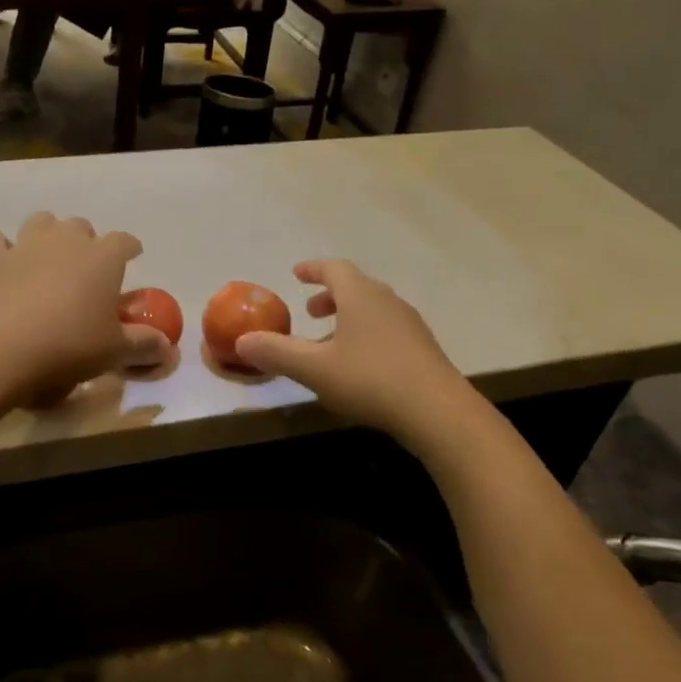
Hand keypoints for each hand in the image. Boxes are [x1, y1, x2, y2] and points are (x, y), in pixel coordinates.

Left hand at [0, 213, 170, 404]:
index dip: (129, 248)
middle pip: (81, 226)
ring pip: (41, 221)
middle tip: (86, 270)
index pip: (124, 241)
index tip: (132, 257)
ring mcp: (26, 245)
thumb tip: (167, 347)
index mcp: (103, 257)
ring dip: (47, 233)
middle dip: (86, 241)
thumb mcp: (116, 351)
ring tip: (47, 257)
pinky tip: (0, 259)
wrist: (7, 348)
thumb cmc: (72, 345)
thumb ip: (144, 345)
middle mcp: (66, 240)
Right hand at [234, 260, 463, 437]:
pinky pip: (387, 330)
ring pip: (373, 310)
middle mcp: (387, 302)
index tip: (296, 273)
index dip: (313, 269)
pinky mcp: (423, 349)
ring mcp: (409, 325)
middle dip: (329, 296)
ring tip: (330, 343)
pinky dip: (366, 334)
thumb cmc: (370, 380)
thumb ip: (276, 353)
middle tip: (310, 312)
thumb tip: (242, 340)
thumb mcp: (313, 368)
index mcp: (360, 296)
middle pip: (356, 287)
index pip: (334, 269)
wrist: (438, 412)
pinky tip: (359, 366)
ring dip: (348, 317)